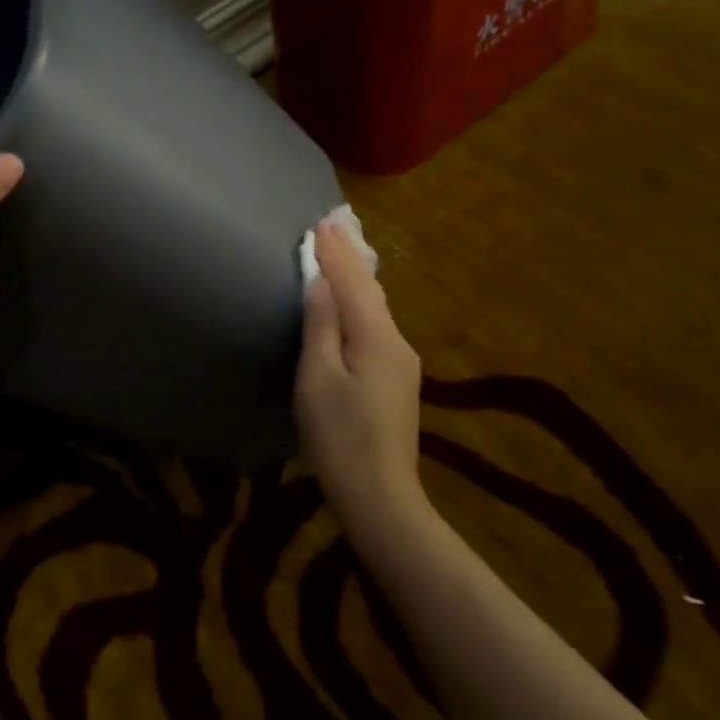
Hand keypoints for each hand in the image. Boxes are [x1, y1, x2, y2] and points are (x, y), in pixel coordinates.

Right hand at [296, 220, 425, 530]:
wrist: (381, 497)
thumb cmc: (339, 436)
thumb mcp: (318, 377)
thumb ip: (321, 325)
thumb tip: (320, 282)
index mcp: (377, 337)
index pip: (353, 283)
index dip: (334, 253)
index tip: (321, 223)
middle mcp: (397, 342)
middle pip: (370, 291)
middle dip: (349, 259)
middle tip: (331, 228)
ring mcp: (401, 363)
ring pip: (375, 309)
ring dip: (356, 280)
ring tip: (340, 255)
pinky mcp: (396, 381)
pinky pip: (376, 327)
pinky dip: (360, 305)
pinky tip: (352, 302)